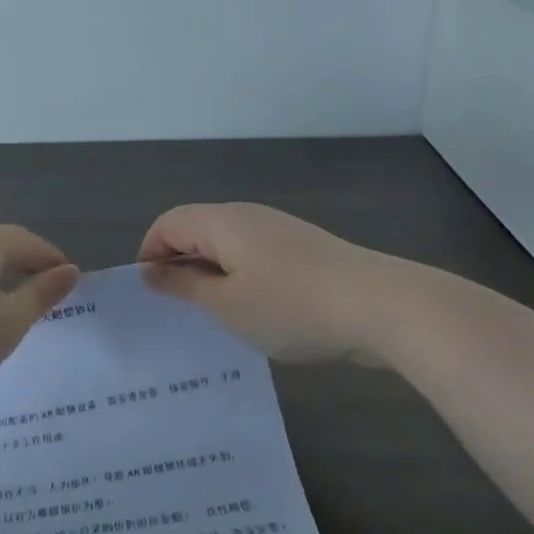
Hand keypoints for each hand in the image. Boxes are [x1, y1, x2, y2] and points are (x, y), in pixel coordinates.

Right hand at [136, 202, 384, 363]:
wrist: (383, 306)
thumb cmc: (292, 306)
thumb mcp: (226, 304)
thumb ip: (184, 285)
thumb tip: (151, 271)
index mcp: (223, 221)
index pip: (167, 223)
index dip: (149, 254)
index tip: (150, 295)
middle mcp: (248, 216)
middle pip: (197, 229)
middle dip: (179, 265)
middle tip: (177, 311)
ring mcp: (279, 231)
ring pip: (227, 245)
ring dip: (211, 275)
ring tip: (213, 317)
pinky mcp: (303, 250)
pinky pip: (255, 257)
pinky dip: (241, 279)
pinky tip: (254, 314)